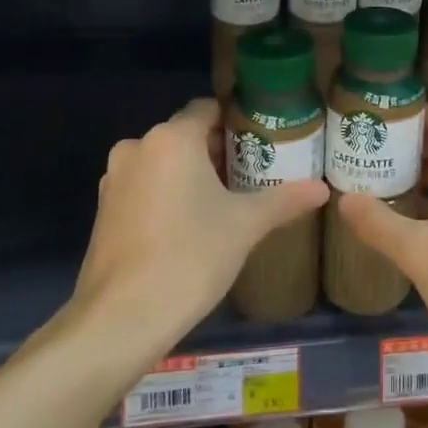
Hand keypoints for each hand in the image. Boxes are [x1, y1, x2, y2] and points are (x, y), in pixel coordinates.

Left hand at [75, 99, 327, 345]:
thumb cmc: (191, 256)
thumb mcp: (246, 225)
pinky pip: (144, 186)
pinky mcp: (104, 211)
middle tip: (251, 173)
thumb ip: (285, 199)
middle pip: (186, 135)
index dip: (236, 120)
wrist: (122, 319)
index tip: (261, 140)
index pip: (208, 108)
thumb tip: (322, 189)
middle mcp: (138, 147)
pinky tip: (189, 226)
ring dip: (191, 174)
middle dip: (217, 150)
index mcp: (173, 138)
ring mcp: (115, 180)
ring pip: (163, 162)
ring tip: (224, 201)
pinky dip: (166, 195)